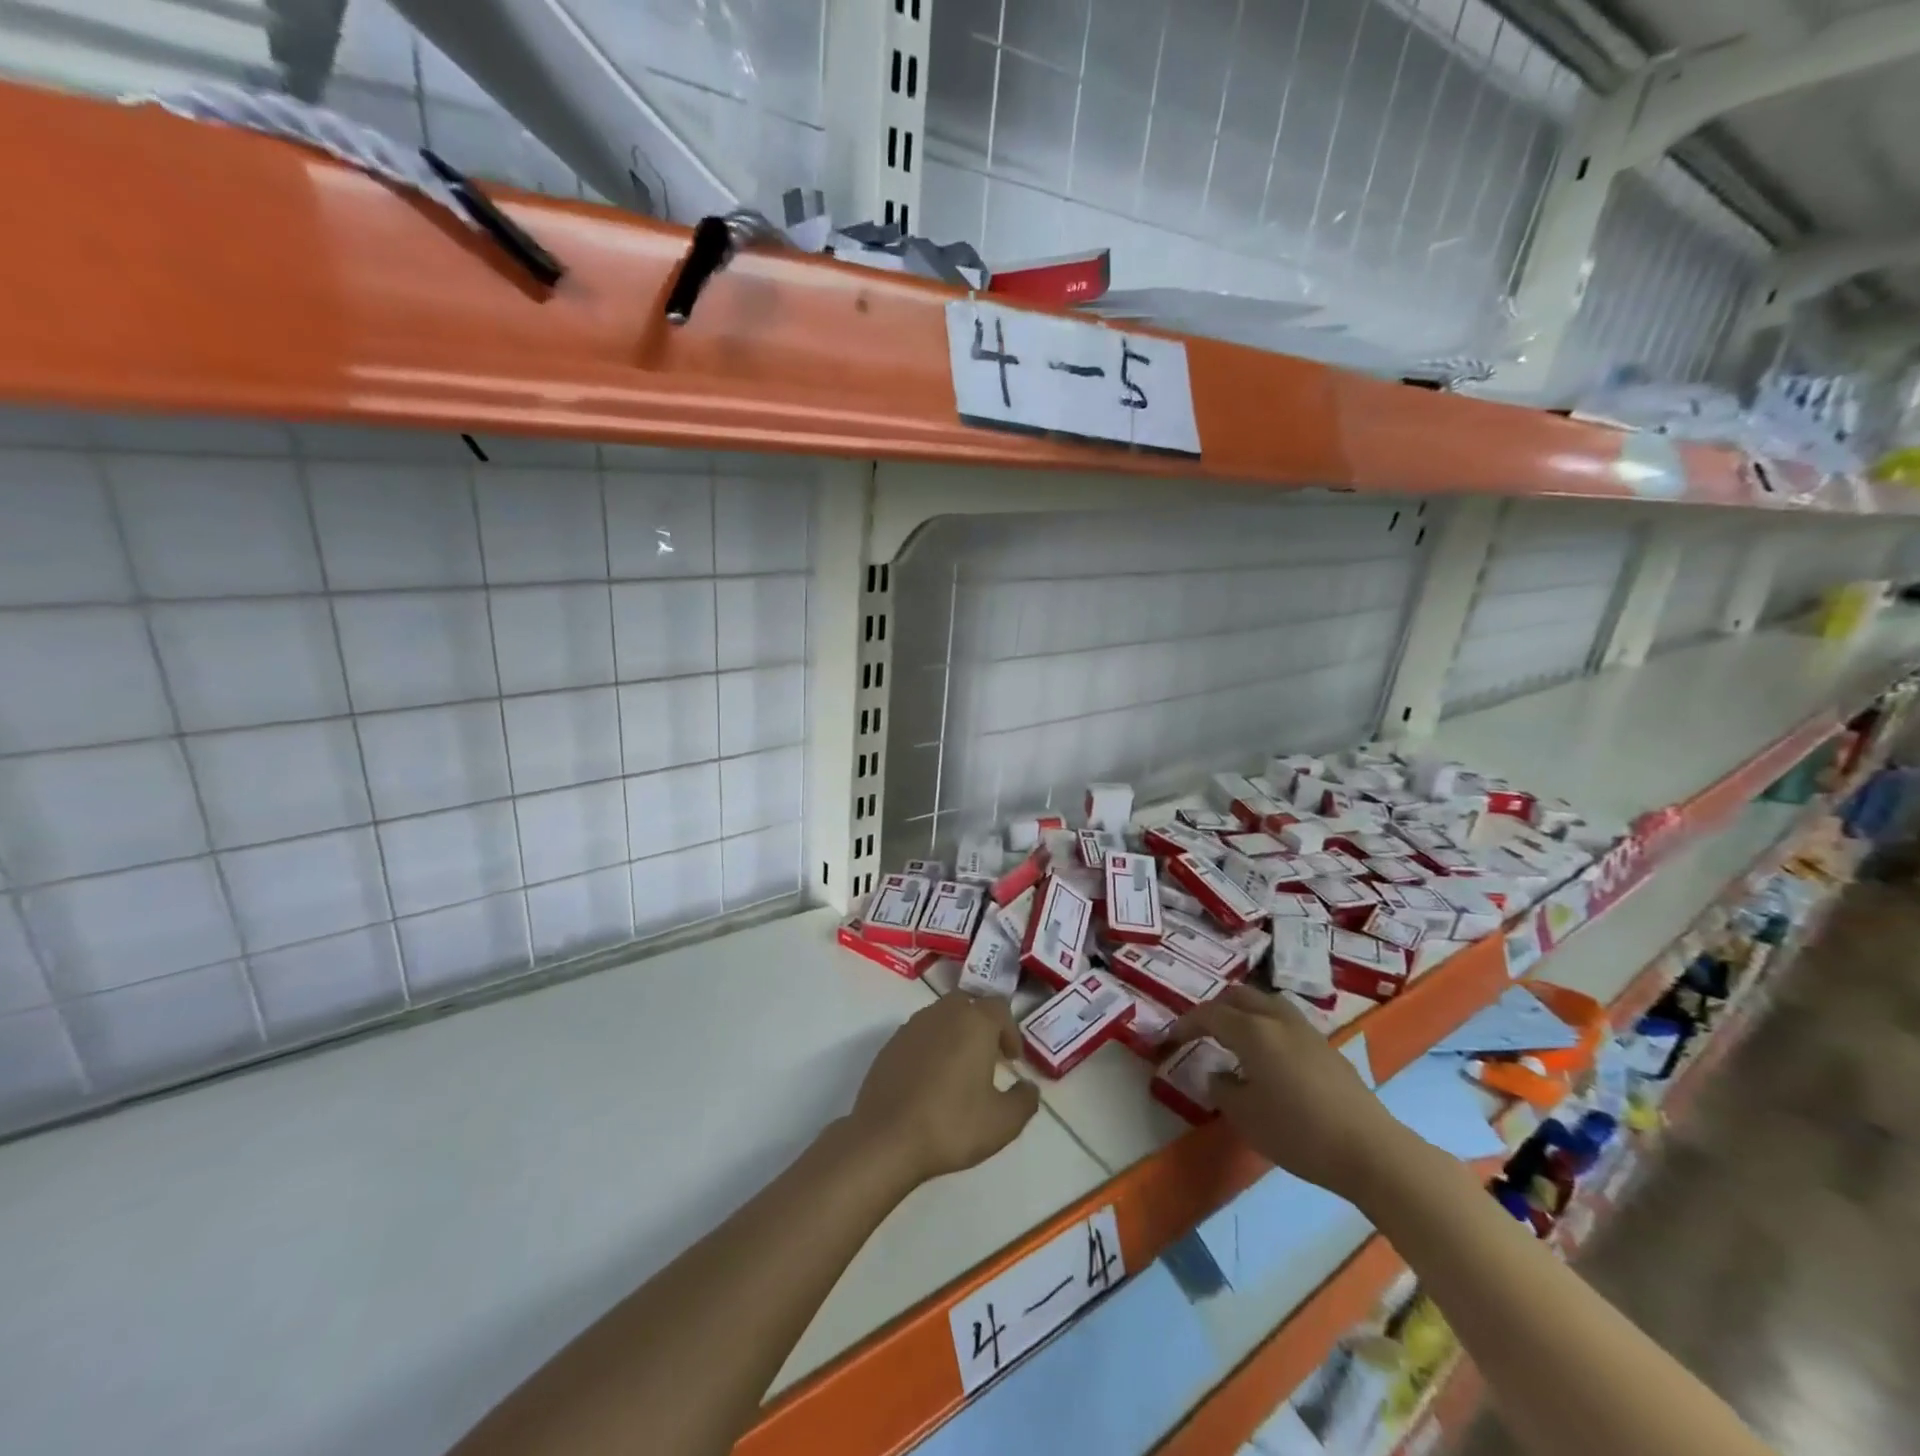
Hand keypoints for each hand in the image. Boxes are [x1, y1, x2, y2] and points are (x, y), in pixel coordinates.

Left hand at [847, 994, 1041, 1188]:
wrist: (886, 1138)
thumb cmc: (952, 1124)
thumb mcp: (1003, 1122)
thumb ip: (1025, 1100)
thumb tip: (1029, 1087)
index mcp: (974, 1022)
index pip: (1000, 1008)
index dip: (1010, 1031)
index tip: (1012, 1059)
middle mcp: (943, 1013)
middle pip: (968, 1004)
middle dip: (982, 1025)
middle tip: (988, 1057)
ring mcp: (912, 1026)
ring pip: (941, 1017)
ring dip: (955, 1034)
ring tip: (960, 1069)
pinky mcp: (890, 1044)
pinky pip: (919, 1035)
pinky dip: (931, 1047)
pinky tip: (931, 1080)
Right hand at [1171, 985, 1412, 1200]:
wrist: (1370, 1150)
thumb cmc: (1299, 1133)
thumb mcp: (1246, 1117)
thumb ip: (1223, 1089)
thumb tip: (1218, 1075)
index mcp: (1253, 1031)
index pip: (1210, 1014)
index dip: (1186, 1023)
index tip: (1171, 1038)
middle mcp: (1278, 1020)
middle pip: (1239, 996)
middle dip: (1215, 1008)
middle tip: (1201, 1031)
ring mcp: (1307, 1031)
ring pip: (1266, 1003)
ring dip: (1244, 1012)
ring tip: (1234, 1037)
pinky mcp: (1327, 1047)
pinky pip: (1286, 1021)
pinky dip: (1266, 1026)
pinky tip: (1268, 1056)